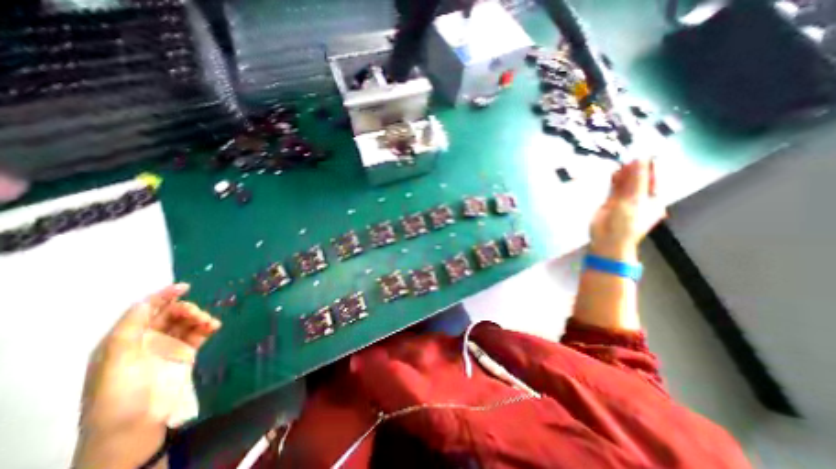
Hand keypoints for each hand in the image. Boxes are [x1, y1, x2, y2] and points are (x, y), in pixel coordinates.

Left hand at [73, 284, 221, 467]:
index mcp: (125, 340)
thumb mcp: (115, 360)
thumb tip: (147, 301)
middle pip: (170, 314)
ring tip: (207, 322)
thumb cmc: (120, 393)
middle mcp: (147, 340)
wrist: (136, 426)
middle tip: (194, 314)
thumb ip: (130, 328)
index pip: (145, 311)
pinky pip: (200, 333)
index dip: (162, 296)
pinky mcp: (187, 353)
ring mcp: (169, 347)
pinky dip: (208, 326)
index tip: (184, 287)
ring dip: (199, 317)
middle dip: (185, 309)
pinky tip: (214, 326)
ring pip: (187, 322)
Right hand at [586, 160, 667, 261]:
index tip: (643, 151)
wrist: (607, 239)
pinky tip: (613, 172)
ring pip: (626, 182)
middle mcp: (640, 197)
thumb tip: (639, 159)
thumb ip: (636, 179)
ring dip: (623, 173)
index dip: (649, 165)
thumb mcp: (634, 200)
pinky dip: (614, 180)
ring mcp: (625, 199)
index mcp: (653, 198)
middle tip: (629, 155)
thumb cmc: (626, 223)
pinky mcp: (610, 201)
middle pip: (638, 178)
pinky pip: (614, 187)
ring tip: (620, 161)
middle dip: (634, 168)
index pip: (653, 177)